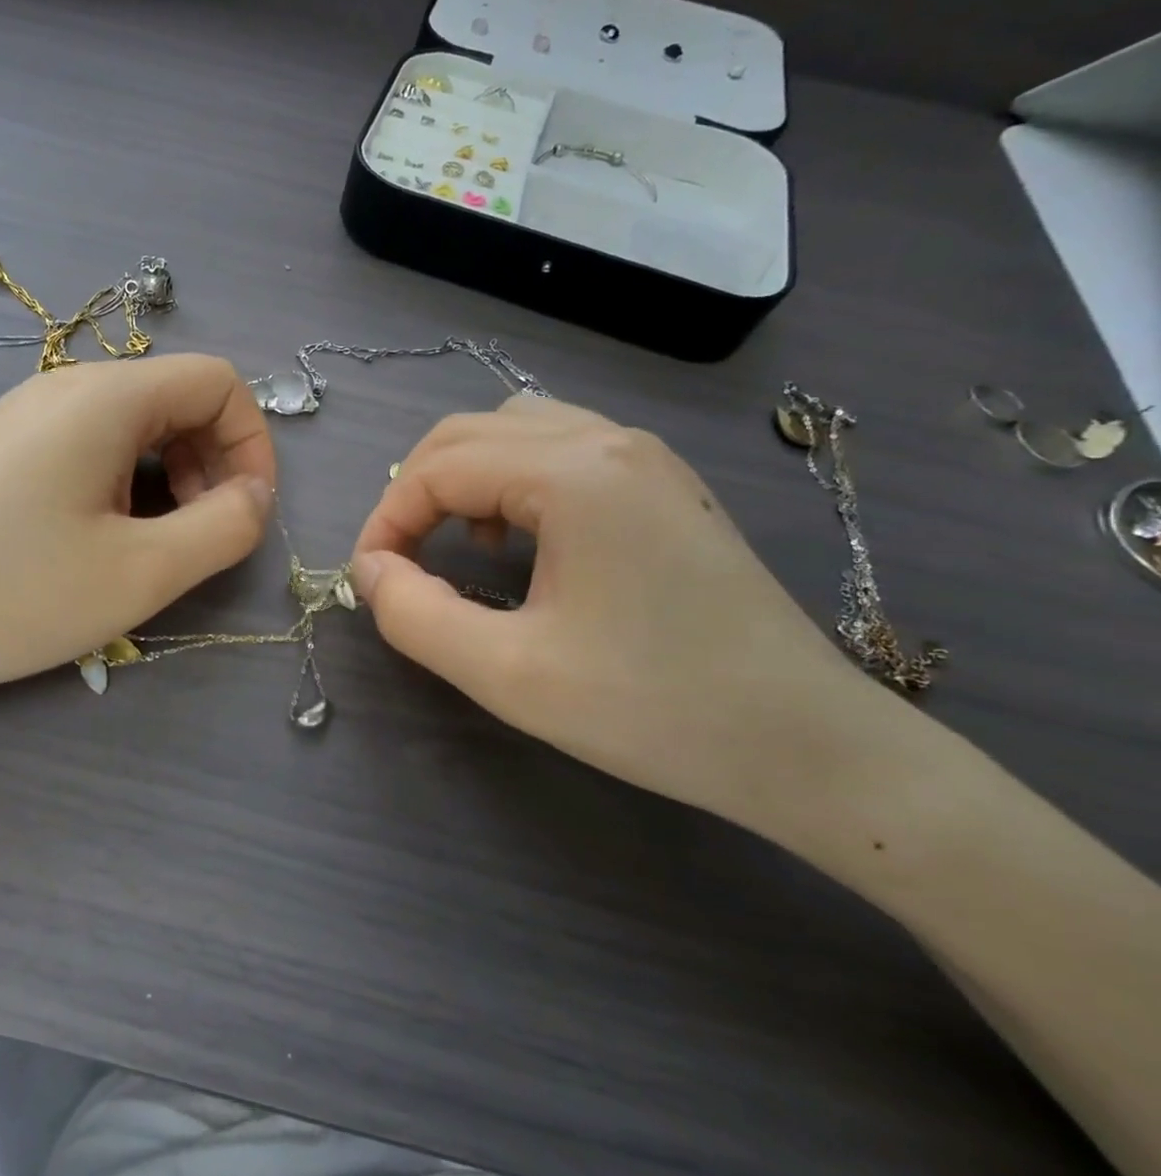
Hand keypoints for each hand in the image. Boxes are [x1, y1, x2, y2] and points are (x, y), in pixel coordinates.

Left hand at [0, 355, 275, 719]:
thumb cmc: (12, 595)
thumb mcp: (141, 573)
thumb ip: (225, 527)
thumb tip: (256, 495)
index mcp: (104, 397)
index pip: (217, 381)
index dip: (251, 444)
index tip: (244, 514)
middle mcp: (65, 387)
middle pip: (176, 399)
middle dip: (212, 464)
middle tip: (199, 538)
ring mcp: (27, 416)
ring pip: (135, 426)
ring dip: (170, 479)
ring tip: (151, 547)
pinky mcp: (4, 450)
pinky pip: (92, 447)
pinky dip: (125, 485)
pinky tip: (100, 541)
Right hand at [349, 397, 904, 826]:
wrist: (807, 746)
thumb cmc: (653, 709)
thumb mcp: (507, 673)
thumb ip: (414, 615)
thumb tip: (369, 571)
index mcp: (575, 474)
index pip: (438, 468)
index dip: (385, 520)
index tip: (368, 579)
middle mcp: (610, 442)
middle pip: (469, 431)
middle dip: (415, 491)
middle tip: (398, 560)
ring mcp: (645, 459)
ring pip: (515, 429)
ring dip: (464, 477)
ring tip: (461, 546)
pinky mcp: (663, 487)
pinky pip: (561, 449)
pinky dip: (512, 480)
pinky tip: (522, 541)